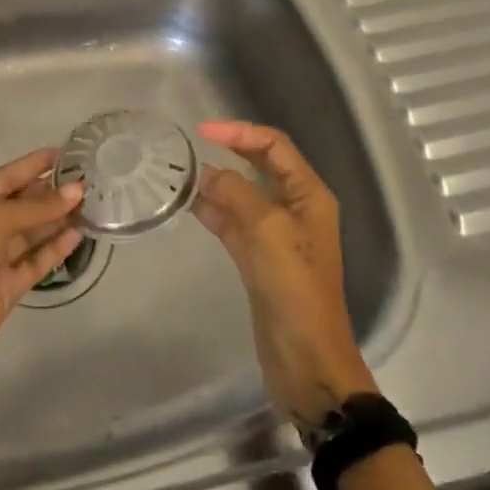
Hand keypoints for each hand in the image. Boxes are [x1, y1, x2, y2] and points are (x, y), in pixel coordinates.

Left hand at [0, 148, 84, 388]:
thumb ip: (36, 207)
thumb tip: (77, 191)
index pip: (3, 178)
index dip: (30, 165)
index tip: (61, 154)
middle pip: (18, 206)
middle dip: (48, 193)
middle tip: (86, 180)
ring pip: (29, 234)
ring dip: (56, 219)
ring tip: (90, 204)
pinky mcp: (6, 289)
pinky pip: (34, 262)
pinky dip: (55, 248)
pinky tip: (79, 234)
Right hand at [194, 120, 376, 432]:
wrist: (305, 358)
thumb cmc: (294, 286)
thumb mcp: (266, 229)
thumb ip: (234, 193)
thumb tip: (206, 173)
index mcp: (309, 194)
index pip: (274, 146)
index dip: (240, 132)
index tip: (202, 132)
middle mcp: (295, 208)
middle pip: (260, 167)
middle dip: (229, 152)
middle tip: (190, 148)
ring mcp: (276, 235)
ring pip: (243, 195)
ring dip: (217, 183)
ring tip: (180, 174)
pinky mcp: (258, 259)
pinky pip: (233, 224)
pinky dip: (213, 211)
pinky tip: (188, 204)